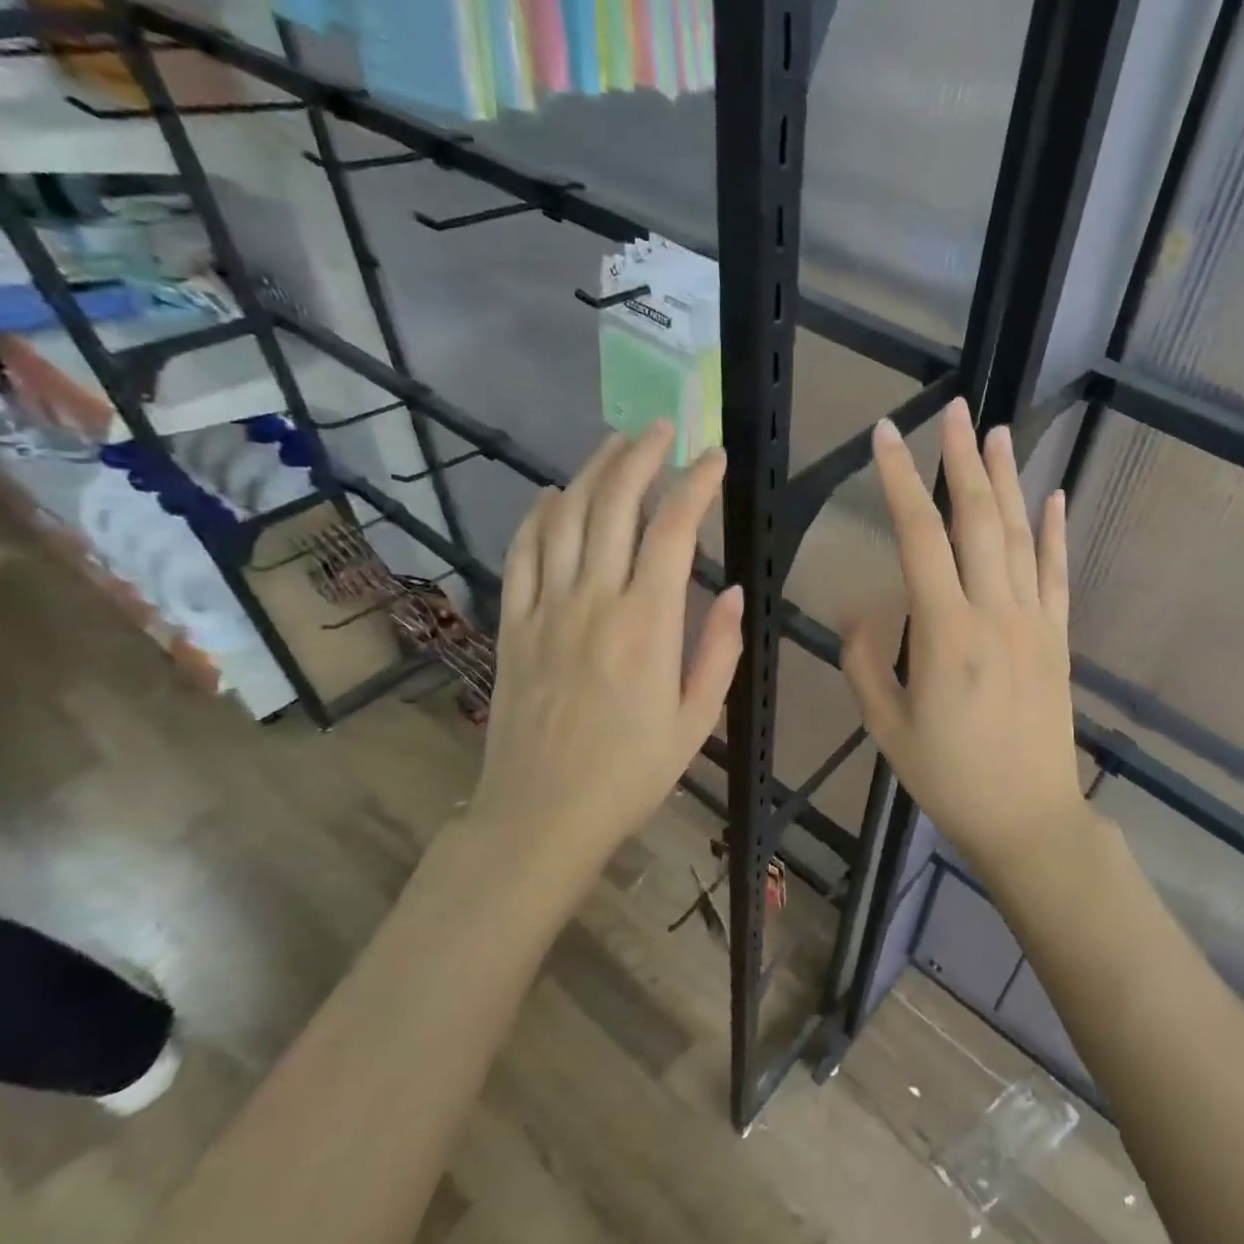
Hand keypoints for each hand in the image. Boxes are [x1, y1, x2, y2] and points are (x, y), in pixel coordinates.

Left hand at [468, 422, 742, 876]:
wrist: (542, 814)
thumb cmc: (631, 773)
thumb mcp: (697, 721)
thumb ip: (717, 650)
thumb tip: (730, 592)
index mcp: (648, 625)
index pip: (673, 531)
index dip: (695, 484)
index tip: (712, 457)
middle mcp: (594, 601)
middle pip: (613, 505)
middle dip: (640, 457)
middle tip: (661, 429)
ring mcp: (546, 609)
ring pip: (564, 518)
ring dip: (590, 472)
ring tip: (614, 443)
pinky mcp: (513, 624)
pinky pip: (521, 554)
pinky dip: (536, 516)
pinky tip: (550, 494)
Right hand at [842, 397, 1090, 882]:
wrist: (1028, 818)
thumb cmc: (949, 777)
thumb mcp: (886, 726)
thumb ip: (865, 661)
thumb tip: (863, 608)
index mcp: (945, 633)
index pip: (919, 537)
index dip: (901, 480)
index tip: (886, 435)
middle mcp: (994, 613)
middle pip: (978, 520)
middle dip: (963, 460)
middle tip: (954, 411)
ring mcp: (1033, 622)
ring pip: (1020, 536)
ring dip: (1008, 480)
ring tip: (998, 432)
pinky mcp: (1058, 638)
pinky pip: (1058, 575)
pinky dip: (1056, 532)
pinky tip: (1055, 496)